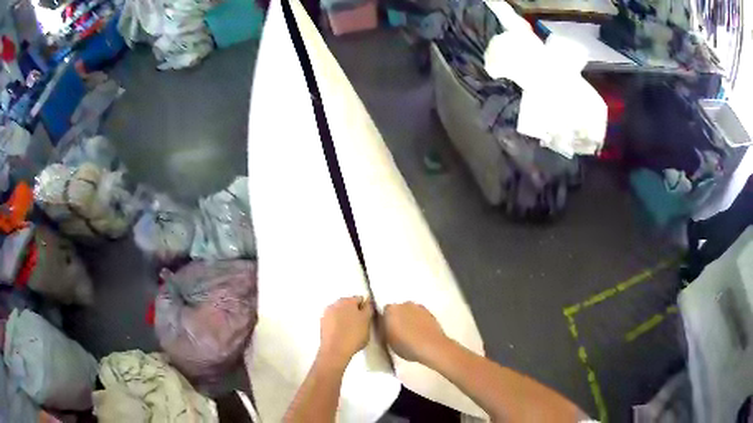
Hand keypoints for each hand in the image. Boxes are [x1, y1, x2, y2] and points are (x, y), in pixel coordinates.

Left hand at [318, 296, 373, 366]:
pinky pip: (333, 321)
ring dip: (345, 318)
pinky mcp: (322, 324)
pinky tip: (342, 334)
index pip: (360, 299)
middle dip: (354, 312)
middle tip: (360, 324)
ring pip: (340, 313)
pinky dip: (338, 325)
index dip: (365, 307)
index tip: (368, 317)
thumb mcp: (367, 321)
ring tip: (351, 331)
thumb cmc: (354, 335)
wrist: (335, 350)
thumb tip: (367, 302)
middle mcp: (335, 304)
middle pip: (348, 305)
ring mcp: (327, 314)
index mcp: (347, 301)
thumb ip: (368, 309)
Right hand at [382, 302, 449, 363]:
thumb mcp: (387, 341)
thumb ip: (385, 330)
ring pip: (411, 312)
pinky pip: (421, 317)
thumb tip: (387, 327)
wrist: (431, 347)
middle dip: (398, 318)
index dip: (386, 322)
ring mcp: (419, 307)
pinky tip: (421, 334)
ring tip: (412, 334)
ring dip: (410, 320)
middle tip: (399, 333)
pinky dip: (420, 322)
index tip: (388, 331)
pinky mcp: (431, 313)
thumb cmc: (405, 345)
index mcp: (390, 309)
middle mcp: (405, 304)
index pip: (384, 313)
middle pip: (398, 310)